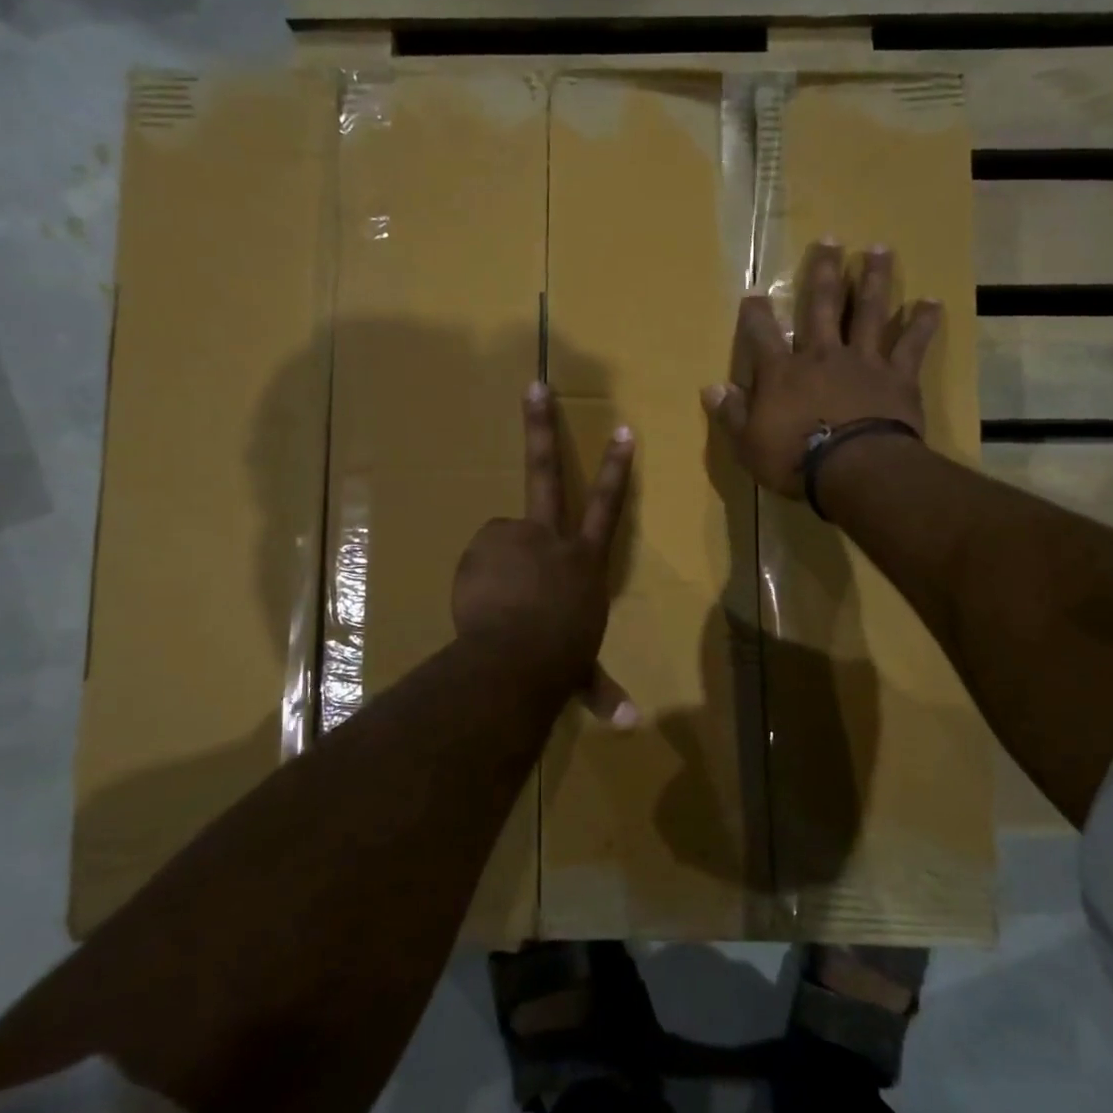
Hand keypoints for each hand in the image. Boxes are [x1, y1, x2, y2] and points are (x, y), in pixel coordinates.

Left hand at [452, 383, 637, 725]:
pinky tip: (481, 602)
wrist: (514, 658)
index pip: (607, 507)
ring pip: (502, 540)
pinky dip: (480, 576)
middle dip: (542, 425)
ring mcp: (515, 538)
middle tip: (535, 385)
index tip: (622, 429)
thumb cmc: (559, 661)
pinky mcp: (483, 547)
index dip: (616, 468)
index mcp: (584, 562)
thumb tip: (631, 727)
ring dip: (501, 566)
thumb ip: (602, 691)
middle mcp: (552, 539)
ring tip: (500, 604)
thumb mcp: (581, 672)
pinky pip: (480, 559)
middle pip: (547, 472)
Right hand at [701, 240, 939, 496]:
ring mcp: (863, 361)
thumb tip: (712, 389)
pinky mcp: (898, 376)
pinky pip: (912, 344)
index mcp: (782, 372)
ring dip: (873, 279)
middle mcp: (822, 355)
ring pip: (869, 311)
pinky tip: (931, 301)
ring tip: (878, 249)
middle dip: (824, 272)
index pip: (762, 334)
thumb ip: (731, 414)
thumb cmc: (794, 460)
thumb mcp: (748, 444)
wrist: (854, 468)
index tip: (754, 294)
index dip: (755, 314)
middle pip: (823, 305)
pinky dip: (922, 322)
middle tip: (830, 240)